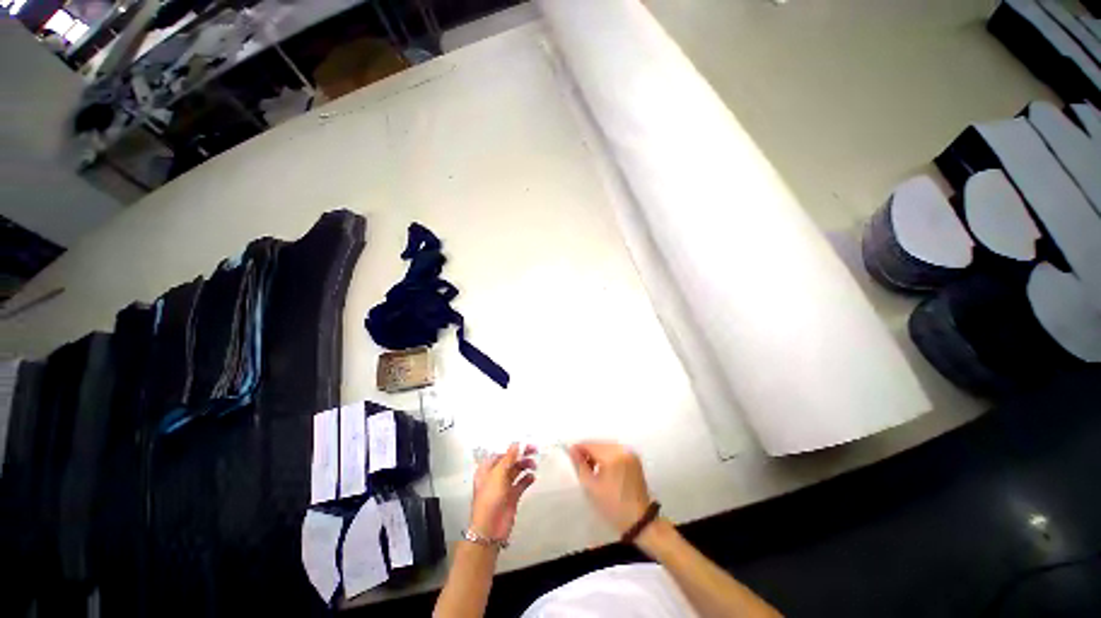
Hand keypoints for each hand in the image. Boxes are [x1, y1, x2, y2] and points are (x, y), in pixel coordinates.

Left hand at [470, 443, 537, 542]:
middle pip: (510, 460)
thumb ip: (508, 458)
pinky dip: (527, 479)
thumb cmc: (490, 499)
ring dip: (525, 465)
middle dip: (521, 454)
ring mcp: (504, 486)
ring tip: (534, 465)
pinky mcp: (512, 496)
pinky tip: (532, 477)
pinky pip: (521, 483)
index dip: (513, 447)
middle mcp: (496, 475)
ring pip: (517, 470)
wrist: (489, 530)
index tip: (525, 442)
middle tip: (534, 450)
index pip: (501, 452)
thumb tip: (516, 443)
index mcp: (487, 469)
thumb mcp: (498, 475)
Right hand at [568, 441, 652, 534]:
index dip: (578, 449)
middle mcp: (622, 450)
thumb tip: (572, 449)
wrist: (639, 520)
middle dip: (588, 452)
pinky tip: (604, 470)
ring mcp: (630, 453)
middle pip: (599, 444)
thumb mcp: (591, 487)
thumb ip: (580, 465)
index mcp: (612, 456)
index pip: (590, 445)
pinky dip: (608, 457)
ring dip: (598, 455)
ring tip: (593, 471)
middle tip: (582, 467)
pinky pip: (616, 451)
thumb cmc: (612, 505)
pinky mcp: (634, 459)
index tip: (571, 457)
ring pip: (607, 447)